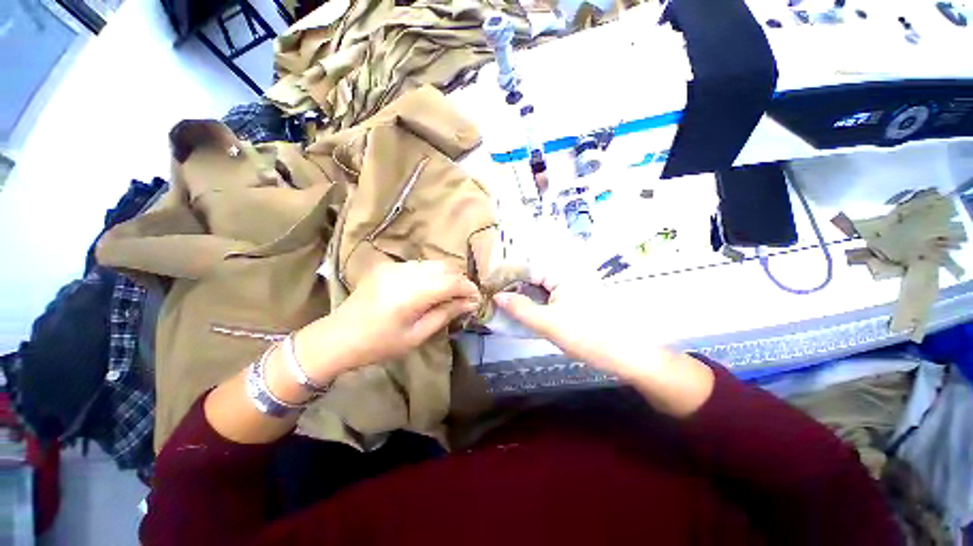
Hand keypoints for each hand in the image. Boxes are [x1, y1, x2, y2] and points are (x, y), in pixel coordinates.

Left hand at [299, 261, 480, 375]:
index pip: (451, 281)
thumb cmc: (379, 344)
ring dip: (447, 276)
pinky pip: (419, 265)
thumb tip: (470, 303)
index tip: (476, 299)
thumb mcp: (417, 336)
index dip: (468, 288)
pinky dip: (431, 274)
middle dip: (460, 280)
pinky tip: (429, 288)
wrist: (338, 337)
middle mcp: (404, 273)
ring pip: (433, 263)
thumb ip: (445, 314)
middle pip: (445, 267)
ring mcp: (394, 266)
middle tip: (464, 297)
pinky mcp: (388, 266)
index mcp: (410, 295)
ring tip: (449, 293)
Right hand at [492, 274, 656, 378]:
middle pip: (534, 274)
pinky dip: (537, 299)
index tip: (489, 284)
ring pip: (542, 284)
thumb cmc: (586, 336)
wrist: (626, 354)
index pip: (527, 266)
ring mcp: (574, 286)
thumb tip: (496, 296)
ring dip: (525, 292)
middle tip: (494, 293)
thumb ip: (520, 308)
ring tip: (505, 300)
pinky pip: (551, 293)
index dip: (507, 275)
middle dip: (514, 283)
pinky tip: (527, 307)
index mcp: (562, 273)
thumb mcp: (547, 323)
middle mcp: (568, 274)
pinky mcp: (577, 298)